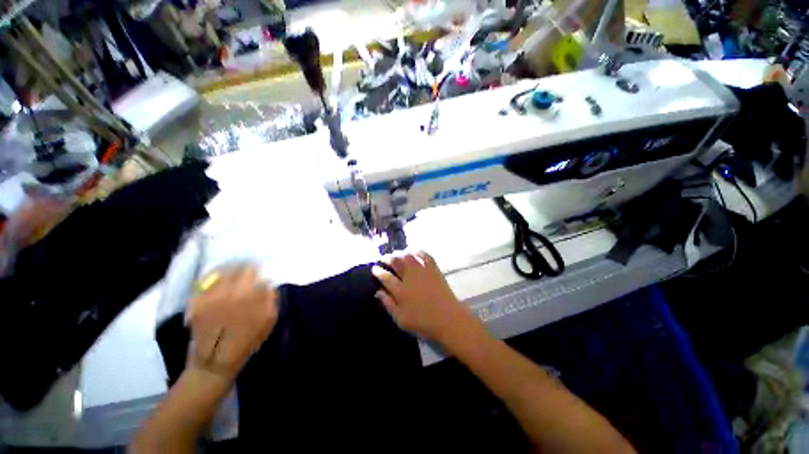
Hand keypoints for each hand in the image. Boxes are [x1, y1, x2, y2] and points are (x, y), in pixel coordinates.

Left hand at [186, 265, 277, 378]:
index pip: (256, 272)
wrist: (215, 360)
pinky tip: (219, 279)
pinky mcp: (198, 302)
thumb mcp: (268, 320)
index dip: (259, 270)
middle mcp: (231, 293)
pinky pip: (206, 282)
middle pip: (240, 269)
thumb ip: (270, 299)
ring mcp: (212, 296)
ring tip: (235, 272)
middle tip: (249, 269)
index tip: (261, 270)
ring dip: (231, 270)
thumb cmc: (247, 341)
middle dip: (246, 268)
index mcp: (251, 296)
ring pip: (223, 272)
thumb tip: (267, 282)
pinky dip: (214, 277)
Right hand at [372, 251, 477, 342]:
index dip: (378, 271)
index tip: (374, 268)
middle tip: (384, 258)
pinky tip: (414, 251)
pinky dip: (418, 251)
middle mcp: (410, 277)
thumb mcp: (401, 319)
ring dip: (401, 253)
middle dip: (388, 258)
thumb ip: (388, 304)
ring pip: (409, 256)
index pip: (385, 277)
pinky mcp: (434, 269)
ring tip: (397, 254)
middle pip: (396, 262)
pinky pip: (425, 256)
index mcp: (400, 290)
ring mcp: (422, 271)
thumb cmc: (423, 322)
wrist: (448, 319)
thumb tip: (378, 291)